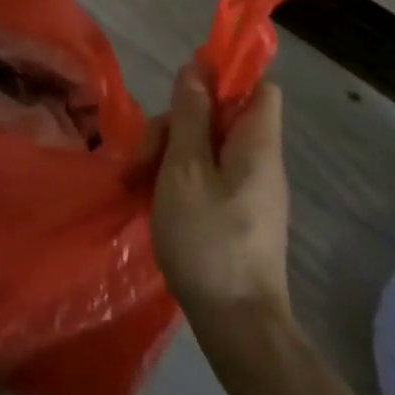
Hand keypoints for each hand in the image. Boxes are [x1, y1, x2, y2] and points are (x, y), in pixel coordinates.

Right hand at [150, 63, 294, 328]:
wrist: (237, 326)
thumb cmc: (208, 239)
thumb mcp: (185, 169)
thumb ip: (191, 116)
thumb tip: (197, 68)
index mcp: (256, 144)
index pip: (259, 88)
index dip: (226, 77)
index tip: (184, 89)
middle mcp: (259, 162)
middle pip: (220, 118)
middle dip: (177, 124)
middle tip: (144, 154)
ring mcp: (249, 191)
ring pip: (207, 148)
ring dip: (169, 154)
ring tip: (135, 182)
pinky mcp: (236, 216)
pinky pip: (207, 177)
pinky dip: (178, 179)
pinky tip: (148, 197)